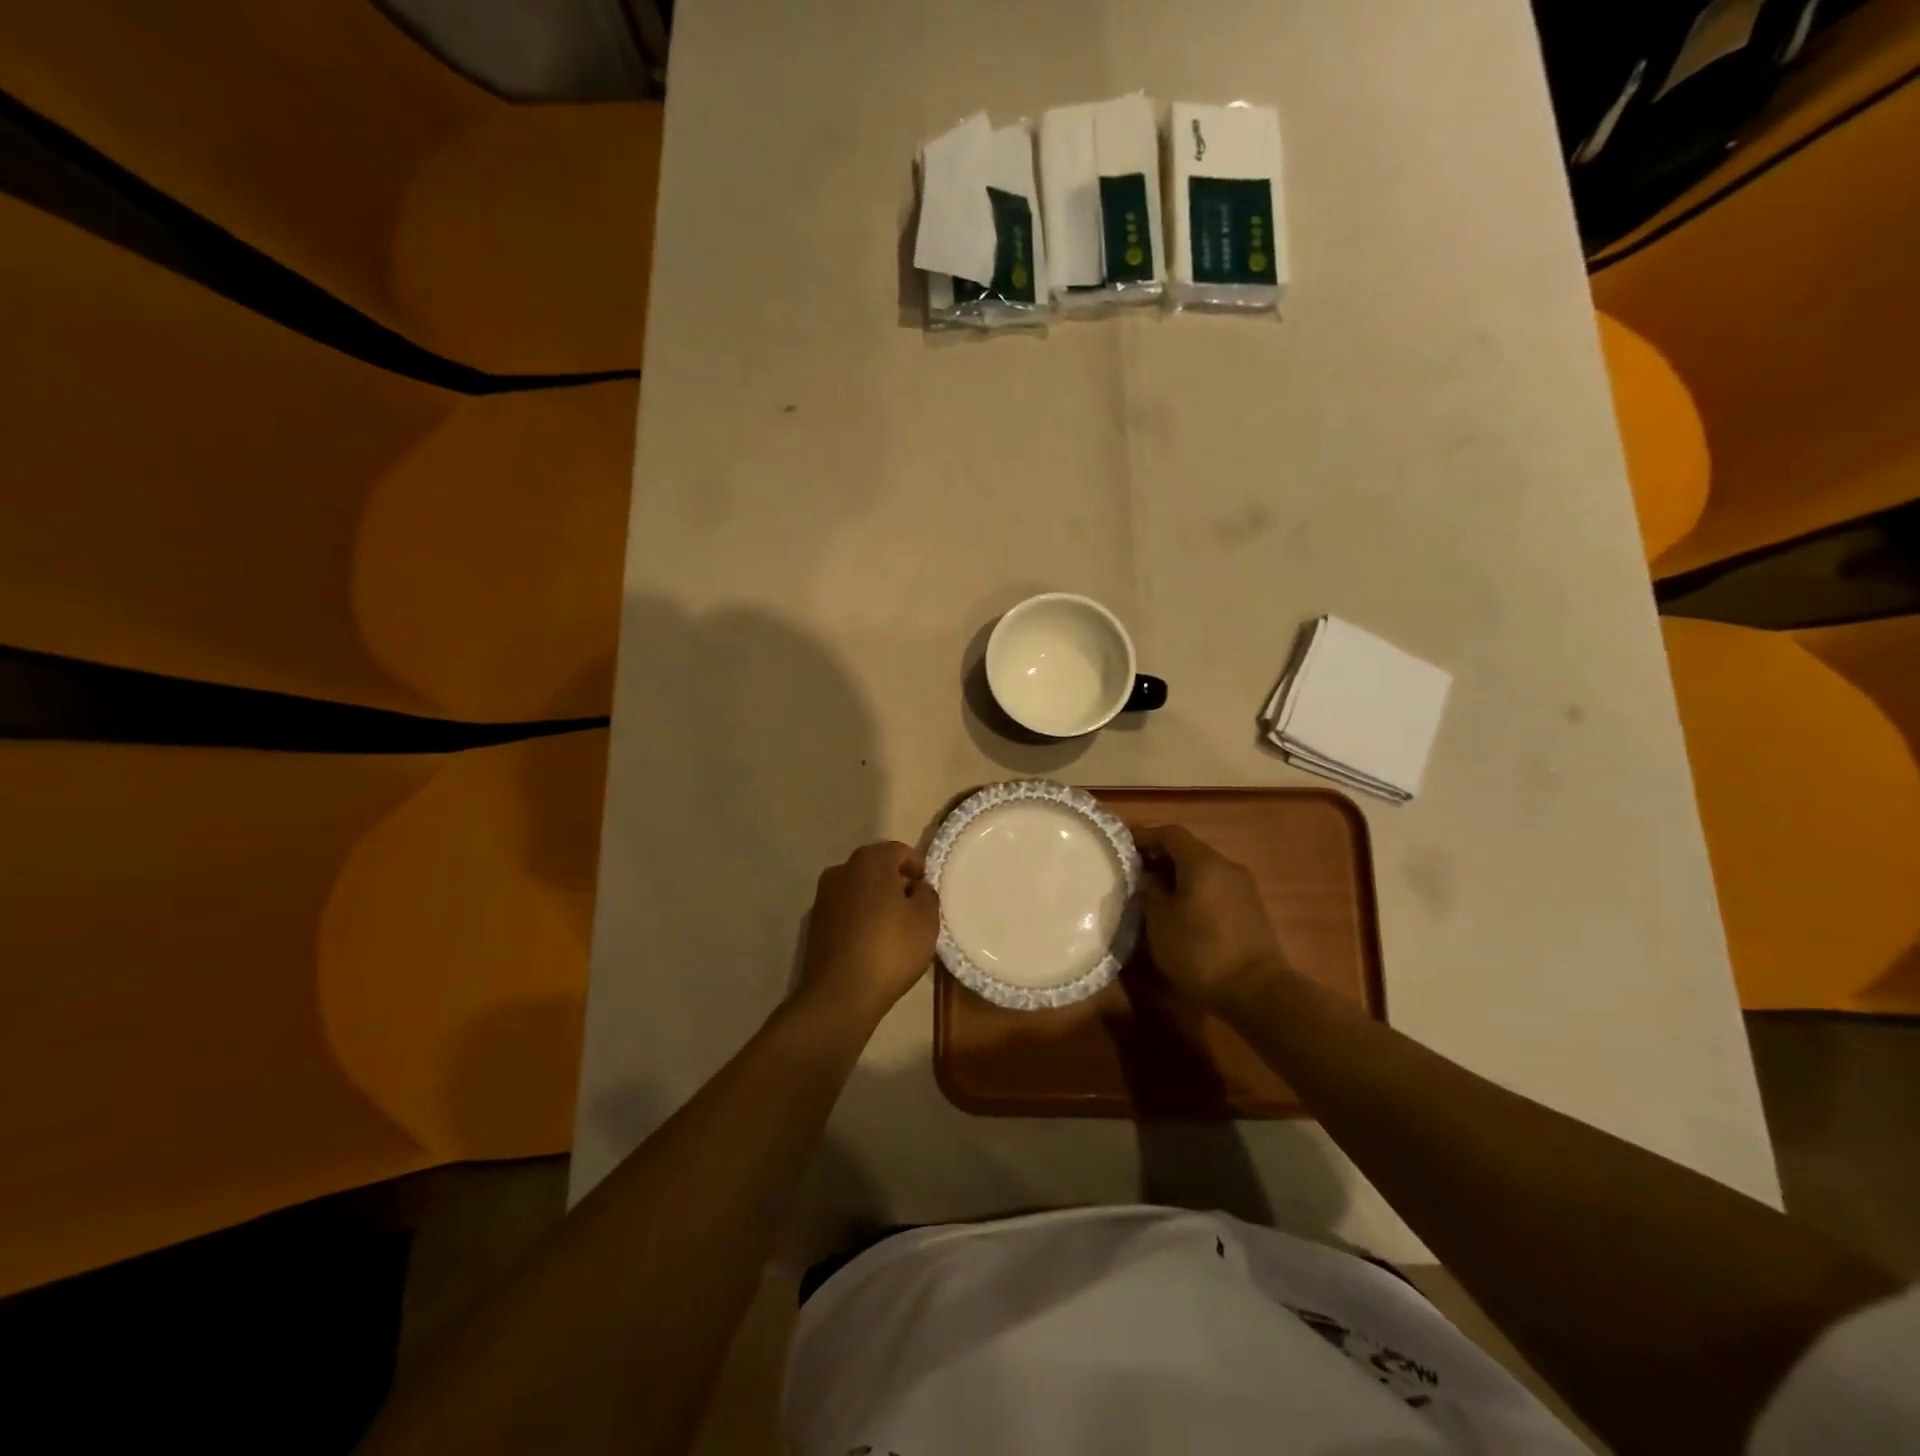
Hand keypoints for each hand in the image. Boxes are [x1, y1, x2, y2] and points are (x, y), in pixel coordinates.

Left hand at [797, 841, 940, 1024]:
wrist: (839, 994)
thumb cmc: (890, 949)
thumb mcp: (926, 920)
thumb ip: (926, 894)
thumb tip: (916, 888)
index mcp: (870, 861)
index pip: (899, 851)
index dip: (918, 867)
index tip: (928, 890)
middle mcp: (842, 870)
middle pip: (876, 867)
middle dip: (896, 882)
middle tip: (915, 908)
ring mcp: (823, 897)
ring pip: (859, 889)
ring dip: (877, 900)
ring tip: (894, 928)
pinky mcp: (814, 923)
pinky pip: (846, 910)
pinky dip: (860, 918)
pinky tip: (872, 943)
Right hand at [1135, 824, 1288, 1015]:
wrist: (1258, 992)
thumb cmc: (1200, 950)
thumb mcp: (1160, 920)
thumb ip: (1150, 891)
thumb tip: (1149, 878)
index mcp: (1203, 862)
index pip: (1170, 834)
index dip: (1144, 836)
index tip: (1121, 845)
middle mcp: (1227, 867)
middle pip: (1188, 851)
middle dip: (1159, 858)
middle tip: (1132, 873)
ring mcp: (1244, 889)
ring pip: (1203, 872)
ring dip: (1177, 877)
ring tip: (1152, 895)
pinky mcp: (1251, 912)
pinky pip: (1216, 890)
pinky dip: (1194, 893)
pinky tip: (1180, 914)